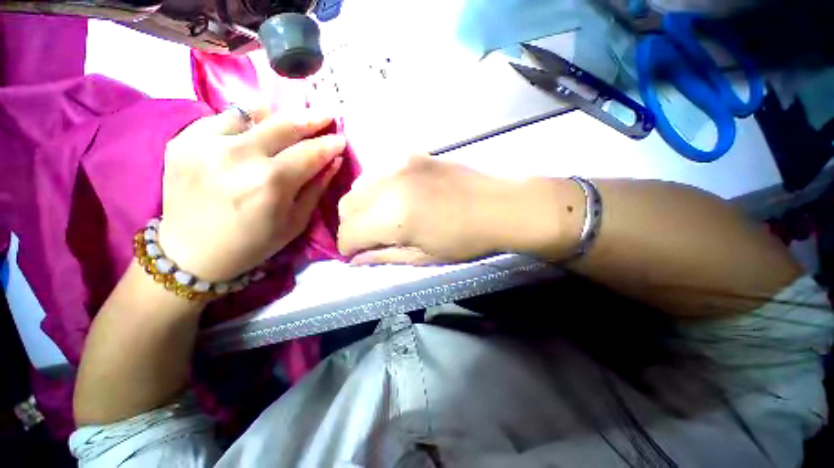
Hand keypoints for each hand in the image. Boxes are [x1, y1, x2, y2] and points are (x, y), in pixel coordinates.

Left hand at [159, 108, 345, 280]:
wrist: (190, 253)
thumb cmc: (252, 244)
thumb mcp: (295, 222)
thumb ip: (316, 187)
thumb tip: (333, 160)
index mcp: (270, 183)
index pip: (310, 152)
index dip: (330, 144)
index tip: (342, 139)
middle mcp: (238, 156)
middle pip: (284, 124)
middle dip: (311, 118)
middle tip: (327, 115)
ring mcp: (205, 143)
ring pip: (253, 112)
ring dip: (279, 117)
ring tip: (291, 123)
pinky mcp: (183, 139)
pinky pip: (224, 117)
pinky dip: (246, 121)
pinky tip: (255, 132)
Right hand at [337, 156, 580, 264]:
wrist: (499, 205)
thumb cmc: (464, 240)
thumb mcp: (422, 257)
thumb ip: (383, 256)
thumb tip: (355, 259)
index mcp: (392, 216)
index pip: (347, 233)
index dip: (348, 249)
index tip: (358, 255)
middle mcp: (387, 184)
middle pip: (346, 207)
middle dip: (351, 227)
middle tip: (370, 239)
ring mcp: (398, 163)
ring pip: (357, 187)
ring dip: (361, 207)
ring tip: (381, 218)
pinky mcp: (409, 154)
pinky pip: (377, 173)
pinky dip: (375, 189)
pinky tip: (394, 197)